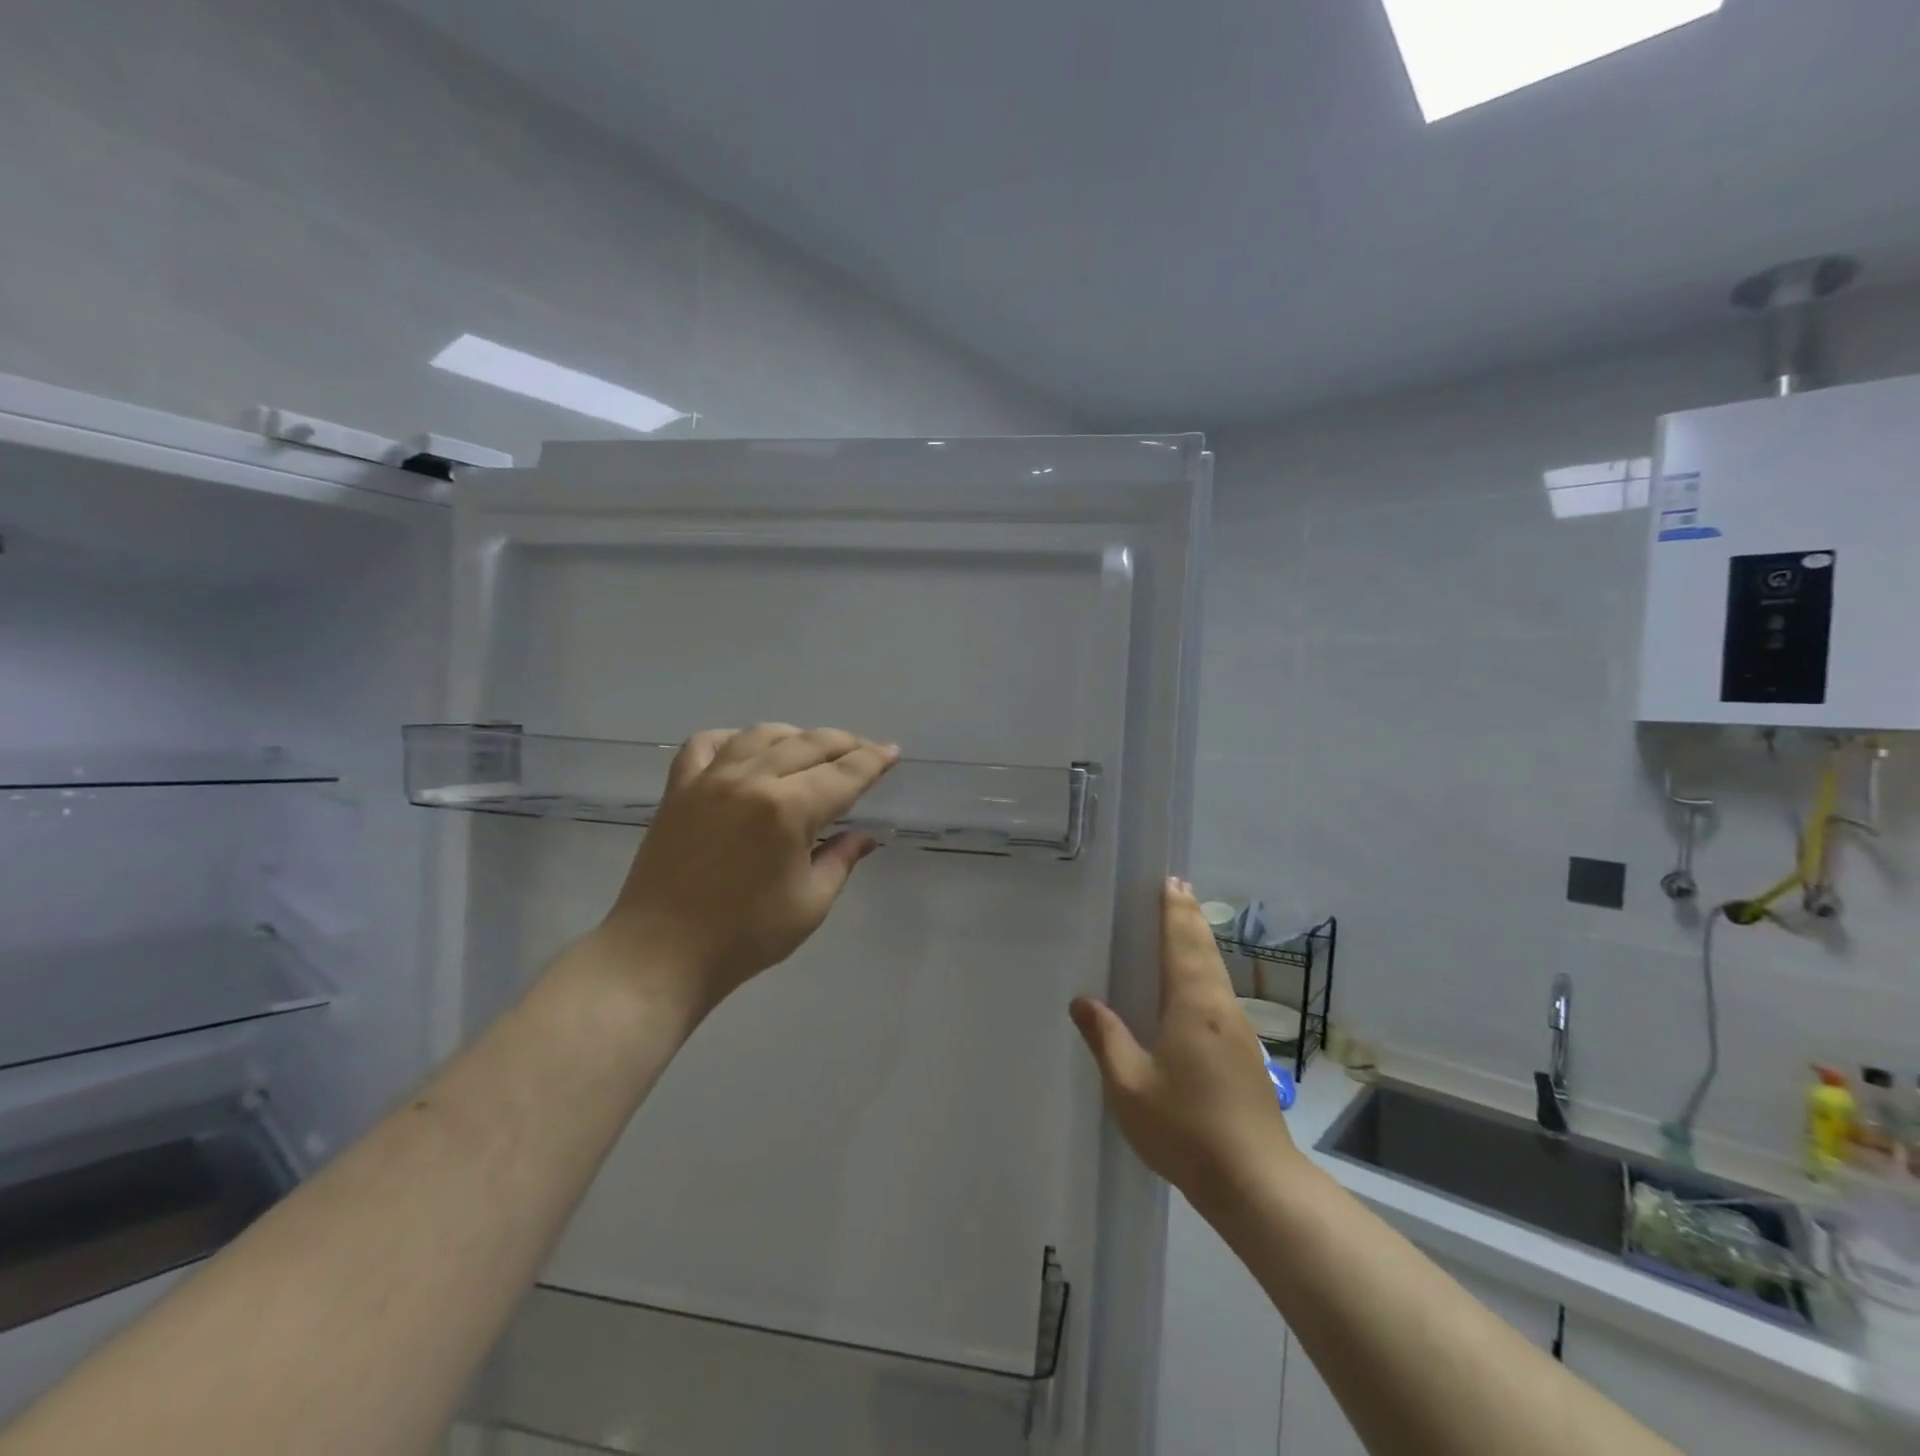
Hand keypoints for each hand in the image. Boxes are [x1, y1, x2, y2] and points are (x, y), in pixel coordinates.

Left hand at [598, 724, 899, 1013]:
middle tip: (864, 750)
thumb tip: (867, 835)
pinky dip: (733, 739)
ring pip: (762, 735)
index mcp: (789, 809)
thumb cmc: (745, 936)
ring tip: (812, 748)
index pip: (845, 773)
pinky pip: (706, 744)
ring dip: (795, 735)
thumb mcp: (810, 903)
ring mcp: (710, 779)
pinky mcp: (678, 789)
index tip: (893, 752)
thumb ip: (842, 859)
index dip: (874, 761)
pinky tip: (746, 750)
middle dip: (844, 743)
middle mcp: (752, 780)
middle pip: (808, 744)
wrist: (662, 953)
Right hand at [1070, 879, 1299, 1208]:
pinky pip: (1220, 993)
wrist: (1257, 1182)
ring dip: (1199, 941)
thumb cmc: (1187, 1129)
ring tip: (1185, 924)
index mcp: (1193, 1006)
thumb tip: (1083, 1001)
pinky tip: (1195, 986)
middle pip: (1204, 949)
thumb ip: (1106, 1039)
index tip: (1170, 880)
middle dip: (1190, 916)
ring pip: (1216, 971)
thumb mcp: (1130, 1086)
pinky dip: (1205, 969)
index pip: (1182, 943)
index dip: (1175, 910)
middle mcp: (1220, 1008)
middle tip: (1178, 887)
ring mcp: (1238, 1032)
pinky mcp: (1246, 1054)